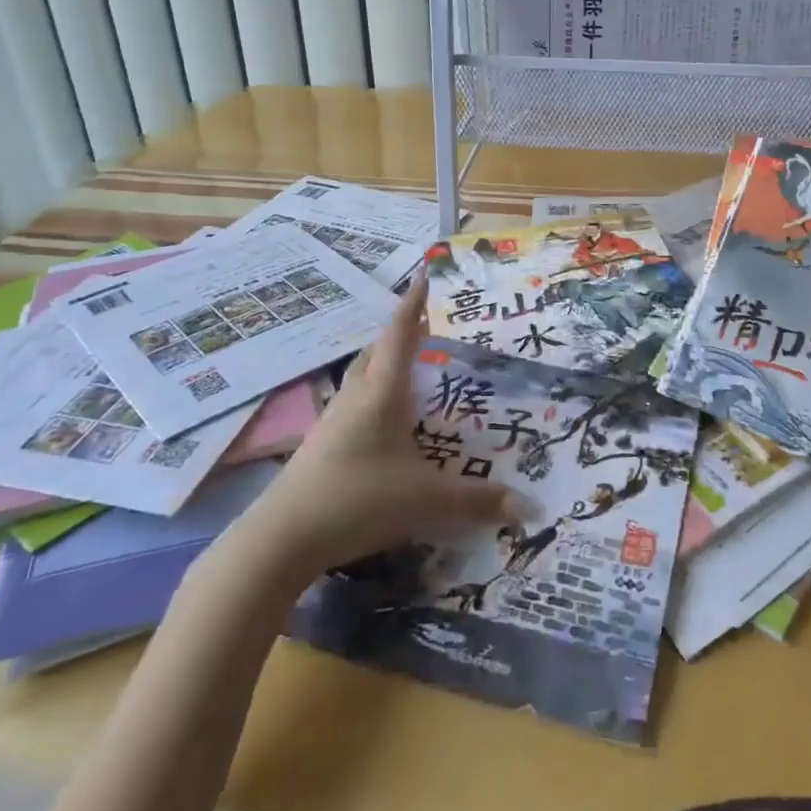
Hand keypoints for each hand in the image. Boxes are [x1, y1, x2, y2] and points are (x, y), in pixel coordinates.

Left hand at [252, 275, 514, 576]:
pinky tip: (386, 420)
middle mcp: (356, 395)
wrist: (283, 537)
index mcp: (382, 391)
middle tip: (429, 326)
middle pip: (378, 350)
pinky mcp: (322, 444)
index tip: (425, 273)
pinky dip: (374, 395)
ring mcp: (334, 419)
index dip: (415, 303)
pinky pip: (354, 403)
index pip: (400, 334)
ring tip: (411, 367)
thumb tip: (527, 507)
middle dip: (402, 332)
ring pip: (362, 376)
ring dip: (385, 363)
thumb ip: (477, 501)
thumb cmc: (359, 498)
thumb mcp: (426, 499)